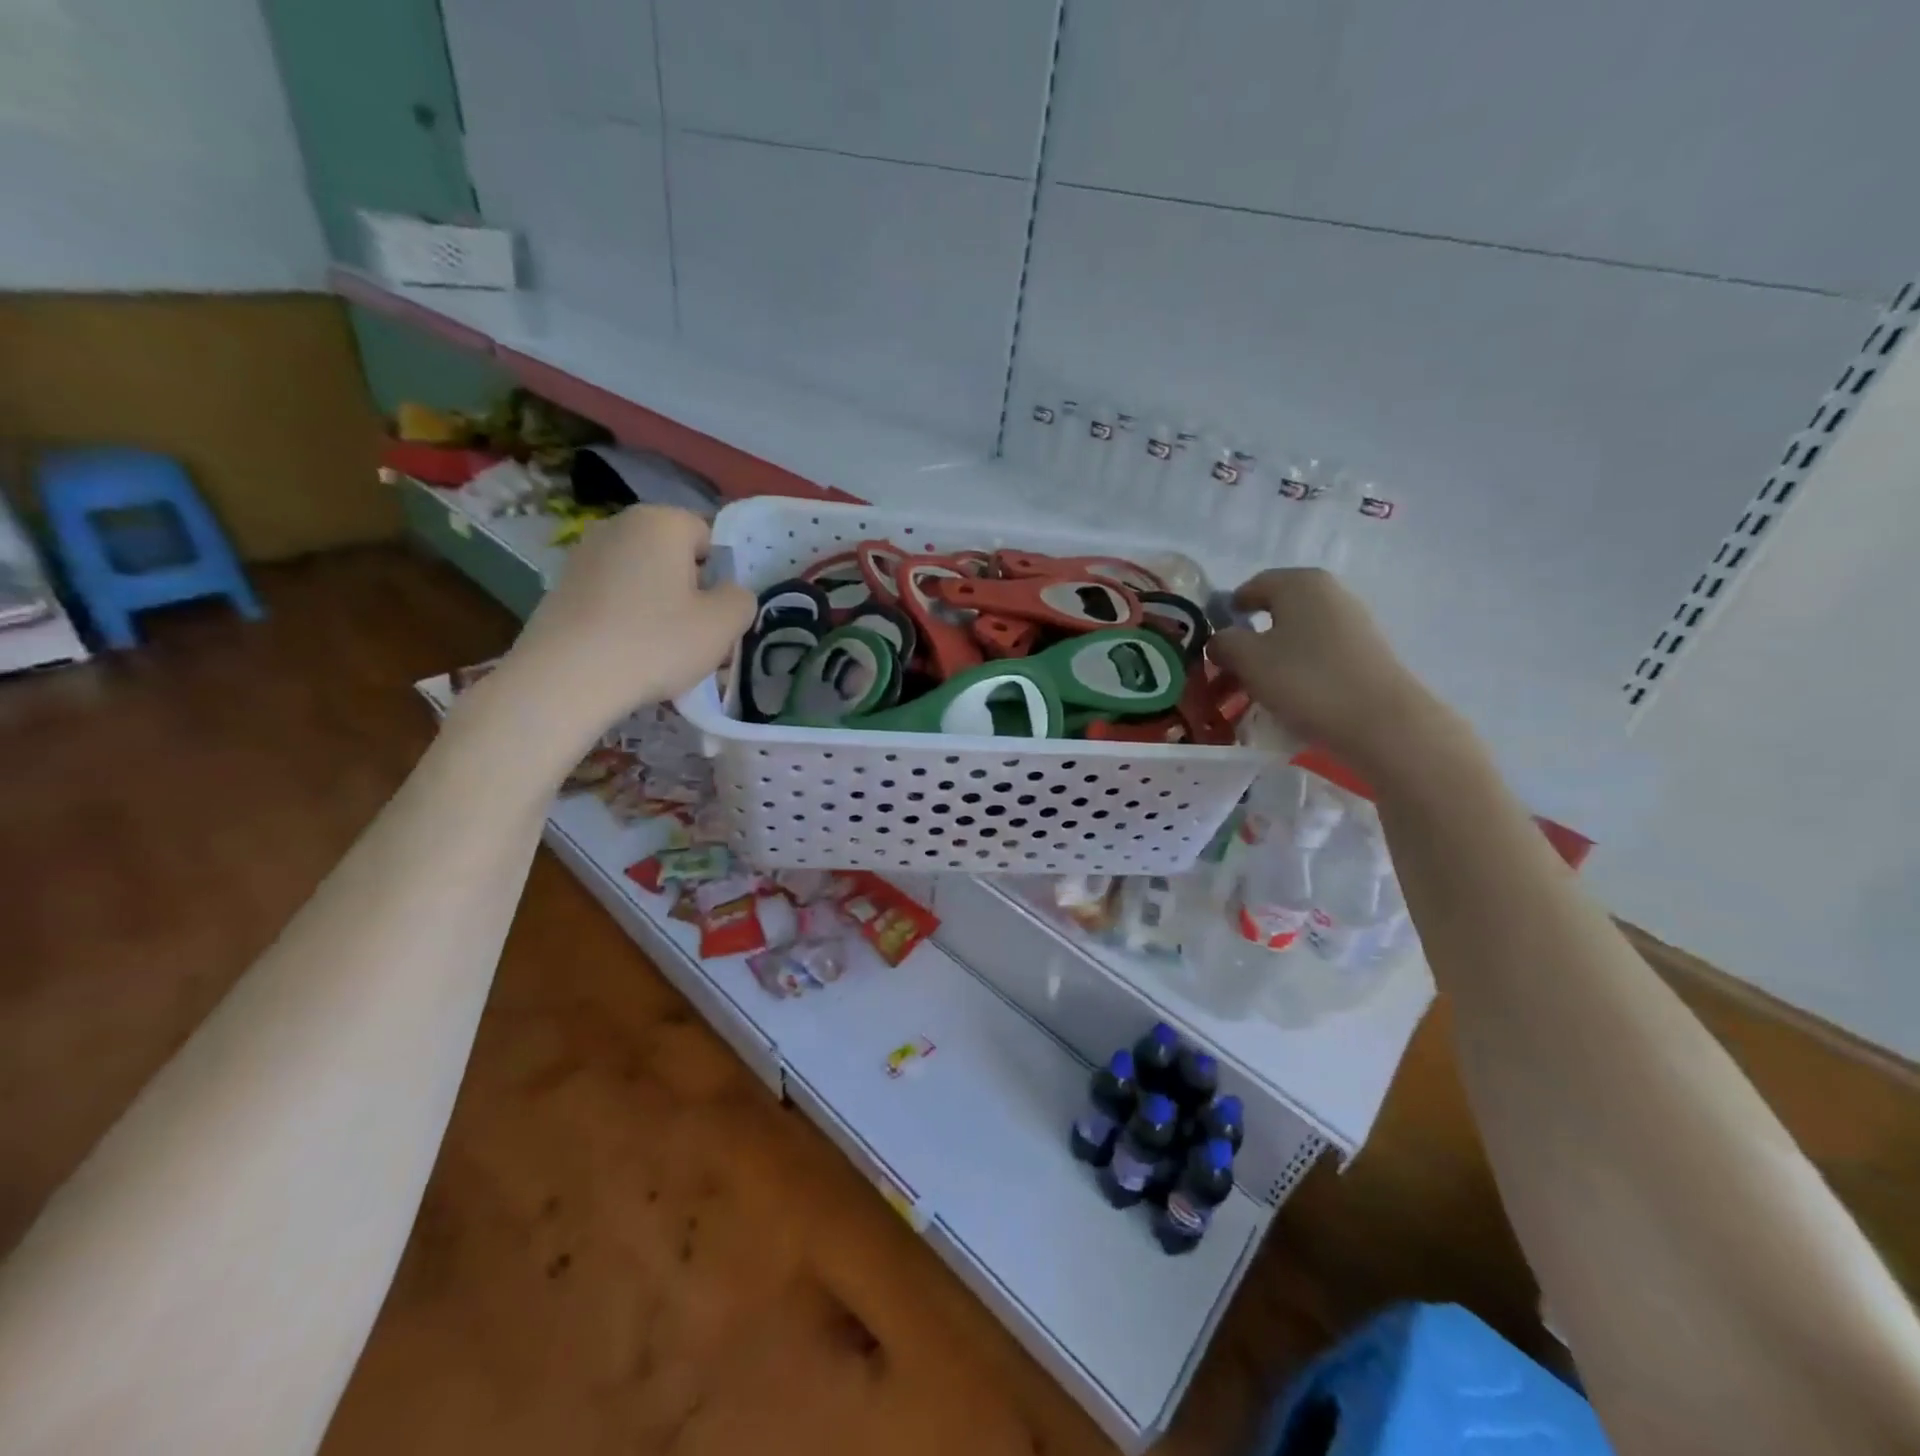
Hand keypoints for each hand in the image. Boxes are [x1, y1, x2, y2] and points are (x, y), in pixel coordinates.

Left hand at [480, 506, 752, 757]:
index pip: (709, 538)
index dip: (721, 577)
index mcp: (661, 522)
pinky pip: (614, 597)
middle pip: (674, 557)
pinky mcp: (562, 586)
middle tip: (697, 638)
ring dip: (659, 607)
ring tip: (662, 652)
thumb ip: (741, 600)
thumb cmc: (656, 643)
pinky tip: (627, 654)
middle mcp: (619, 524)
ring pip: (644, 579)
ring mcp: (584, 554)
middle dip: (690, 592)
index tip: (717, 615)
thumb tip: (731, 593)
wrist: (565, 679)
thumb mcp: (723, 625)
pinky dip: (627, 618)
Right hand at [1208, 568, 1452, 779]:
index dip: (1227, 614)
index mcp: (1299, 582)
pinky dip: (1298, 670)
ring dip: (1272, 658)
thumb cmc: (1305, 680)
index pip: (1250, 587)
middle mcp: (1329, 592)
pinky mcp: (1365, 651)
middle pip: (1275, 612)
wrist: (1381, 722)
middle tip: (1231, 672)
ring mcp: (1352, 621)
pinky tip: (1292, 697)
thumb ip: (1223, 642)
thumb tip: (1221, 639)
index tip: (1213, 645)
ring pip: (1296, 635)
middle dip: (1249, 640)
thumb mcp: (1248, 659)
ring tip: (1258, 691)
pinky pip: (1318, 654)